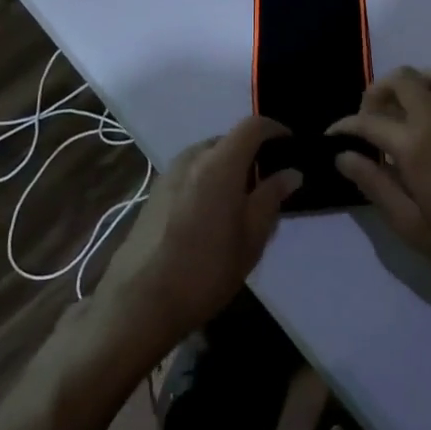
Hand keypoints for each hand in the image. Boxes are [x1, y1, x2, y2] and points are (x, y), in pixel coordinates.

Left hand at [92, 118, 299, 348]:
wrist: (138, 303)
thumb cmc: (206, 269)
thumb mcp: (251, 238)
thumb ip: (272, 198)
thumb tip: (291, 173)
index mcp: (219, 163)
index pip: (253, 126)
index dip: (276, 129)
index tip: (292, 145)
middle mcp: (192, 158)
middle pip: (228, 140)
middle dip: (252, 153)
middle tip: (270, 183)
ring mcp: (168, 175)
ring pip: (207, 157)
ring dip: (228, 168)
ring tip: (242, 201)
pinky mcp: (154, 194)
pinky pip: (190, 173)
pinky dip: (208, 180)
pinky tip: (212, 214)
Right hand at [330, 66, 430, 295]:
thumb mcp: (409, 224)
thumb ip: (374, 184)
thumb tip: (344, 156)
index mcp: (417, 144)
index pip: (369, 120)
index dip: (345, 126)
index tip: (332, 136)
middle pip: (402, 79)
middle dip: (377, 92)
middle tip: (367, 122)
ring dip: (411, 84)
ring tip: (400, 113)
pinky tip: (429, 126)